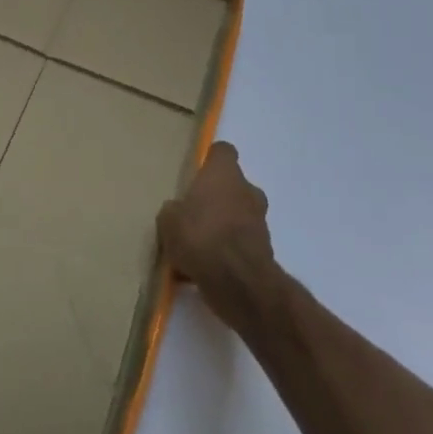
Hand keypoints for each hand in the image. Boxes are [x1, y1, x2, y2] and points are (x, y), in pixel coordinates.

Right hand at [157, 142, 274, 309]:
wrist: (237, 281)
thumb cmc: (200, 235)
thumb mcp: (168, 219)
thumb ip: (174, 209)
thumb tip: (178, 210)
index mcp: (224, 173)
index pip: (222, 152)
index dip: (210, 160)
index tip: (196, 171)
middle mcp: (247, 191)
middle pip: (232, 186)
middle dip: (216, 197)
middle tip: (192, 212)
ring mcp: (260, 221)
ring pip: (238, 215)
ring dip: (222, 225)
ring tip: (197, 244)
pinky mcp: (265, 250)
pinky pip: (240, 243)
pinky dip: (227, 250)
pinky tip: (205, 267)